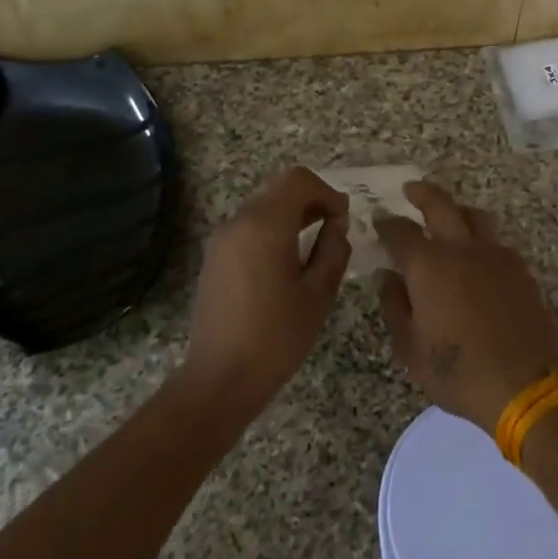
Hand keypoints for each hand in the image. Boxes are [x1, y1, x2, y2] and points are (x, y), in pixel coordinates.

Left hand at [181, 167, 350, 418]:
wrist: (221, 378)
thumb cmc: (277, 336)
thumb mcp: (318, 293)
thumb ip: (333, 249)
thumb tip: (337, 224)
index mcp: (266, 225)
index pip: (298, 180)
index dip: (327, 192)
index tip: (343, 218)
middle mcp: (239, 222)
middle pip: (278, 189)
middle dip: (310, 201)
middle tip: (334, 229)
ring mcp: (222, 239)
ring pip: (263, 207)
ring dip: (291, 215)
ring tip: (313, 246)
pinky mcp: (214, 258)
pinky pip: (248, 228)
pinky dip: (272, 231)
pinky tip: (286, 263)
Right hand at [376, 182, 557, 436]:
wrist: (525, 386)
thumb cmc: (458, 372)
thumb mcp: (411, 349)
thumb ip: (395, 306)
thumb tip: (388, 277)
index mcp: (428, 266)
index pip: (400, 232)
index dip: (386, 224)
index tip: (379, 220)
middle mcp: (462, 249)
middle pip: (440, 204)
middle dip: (422, 193)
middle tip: (410, 190)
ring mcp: (496, 255)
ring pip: (474, 216)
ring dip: (456, 210)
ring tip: (447, 217)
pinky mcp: (520, 268)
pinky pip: (496, 240)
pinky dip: (480, 237)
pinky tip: (476, 256)